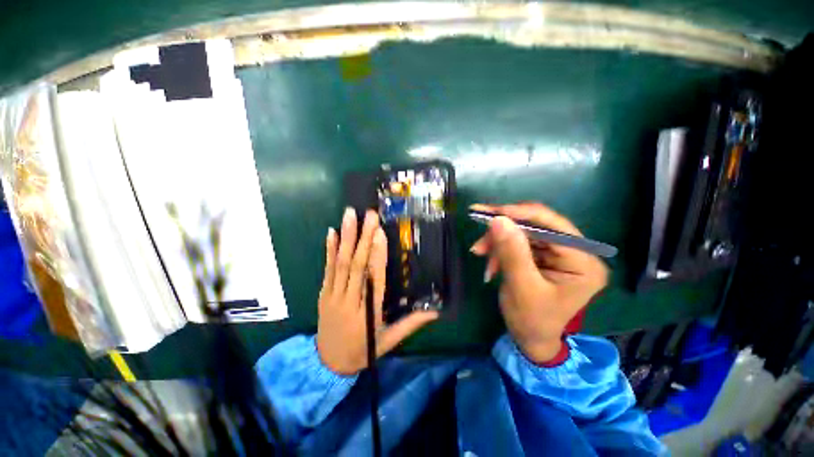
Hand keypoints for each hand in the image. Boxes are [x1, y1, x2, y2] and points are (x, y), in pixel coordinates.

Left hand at [316, 208, 438, 375]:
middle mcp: (349, 300)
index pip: (374, 278)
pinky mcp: (323, 293)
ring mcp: (332, 296)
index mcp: (367, 312)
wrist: (326, 365)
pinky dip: (329, 249)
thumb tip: (434, 312)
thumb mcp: (389, 342)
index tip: (380, 233)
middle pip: (357, 265)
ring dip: (346, 237)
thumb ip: (410, 325)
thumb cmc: (362, 352)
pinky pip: (327, 269)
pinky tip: (331, 232)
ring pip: (340, 263)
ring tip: (349, 215)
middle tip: (369, 215)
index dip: (377, 255)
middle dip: (363, 237)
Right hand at [470, 203, 607, 363]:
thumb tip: (498, 219)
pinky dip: (500, 249)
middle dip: (503, 232)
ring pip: (522, 233)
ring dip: (498, 242)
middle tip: (479, 241)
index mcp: (583, 262)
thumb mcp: (521, 287)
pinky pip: (517, 242)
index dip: (520, 214)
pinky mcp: (543, 255)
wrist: (530, 338)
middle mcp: (576, 252)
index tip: (490, 212)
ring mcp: (558, 253)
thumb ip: (512, 252)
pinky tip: (490, 263)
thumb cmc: (531, 320)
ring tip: (480, 253)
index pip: (553, 226)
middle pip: (535, 227)